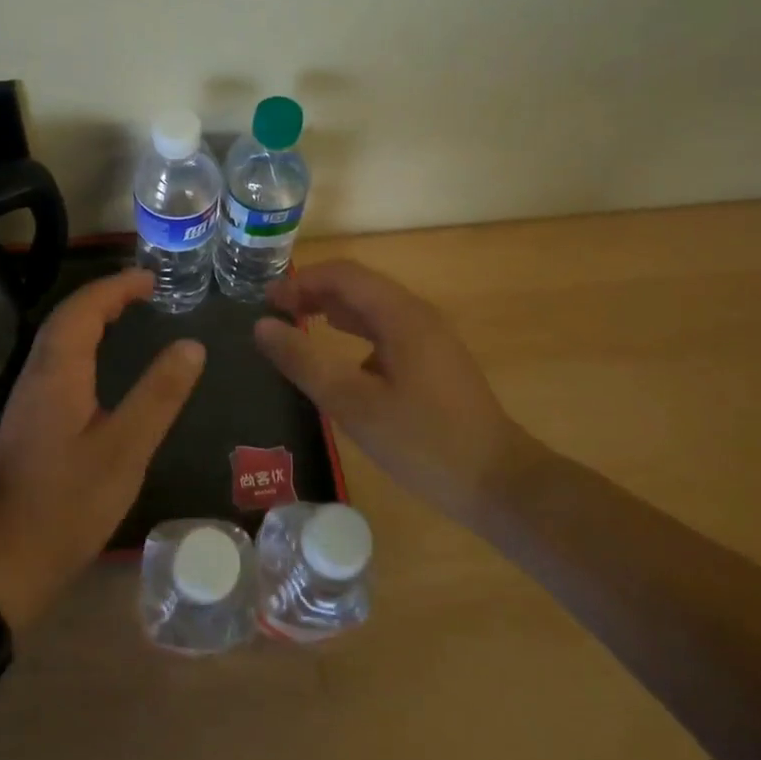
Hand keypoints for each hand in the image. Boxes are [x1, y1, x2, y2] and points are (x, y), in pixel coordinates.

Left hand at [0, 269, 204, 628]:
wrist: (8, 558)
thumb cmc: (70, 502)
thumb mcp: (126, 448)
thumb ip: (159, 395)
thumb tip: (191, 346)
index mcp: (58, 371)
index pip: (84, 309)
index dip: (115, 287)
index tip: (150, 278)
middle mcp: (37, 374)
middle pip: (67, 318)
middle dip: (103, 296)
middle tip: (143, 290)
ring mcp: (28, 397)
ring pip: (59, 339)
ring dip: (90, 317)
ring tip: (127, 313)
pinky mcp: (29, 419)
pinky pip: (57, 361)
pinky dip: (83, 344)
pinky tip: (99, 363)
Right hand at [253, 260, 535, 522]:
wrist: (499, 484)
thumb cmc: (422, 442)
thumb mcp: (352, 403)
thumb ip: (303, 361)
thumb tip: (261, 326)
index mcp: (401, 315)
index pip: (343, 275)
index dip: (300, 282)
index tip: (265, 302)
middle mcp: (418, 316)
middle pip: (358, 286)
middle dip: (314, 293)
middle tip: (275, 314)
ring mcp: (431, 339)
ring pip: (373, 309)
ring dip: (333, 311)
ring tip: (298, 325)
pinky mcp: (435, 362)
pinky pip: (387, 332)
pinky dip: (355, 334)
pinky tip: (340, 361)